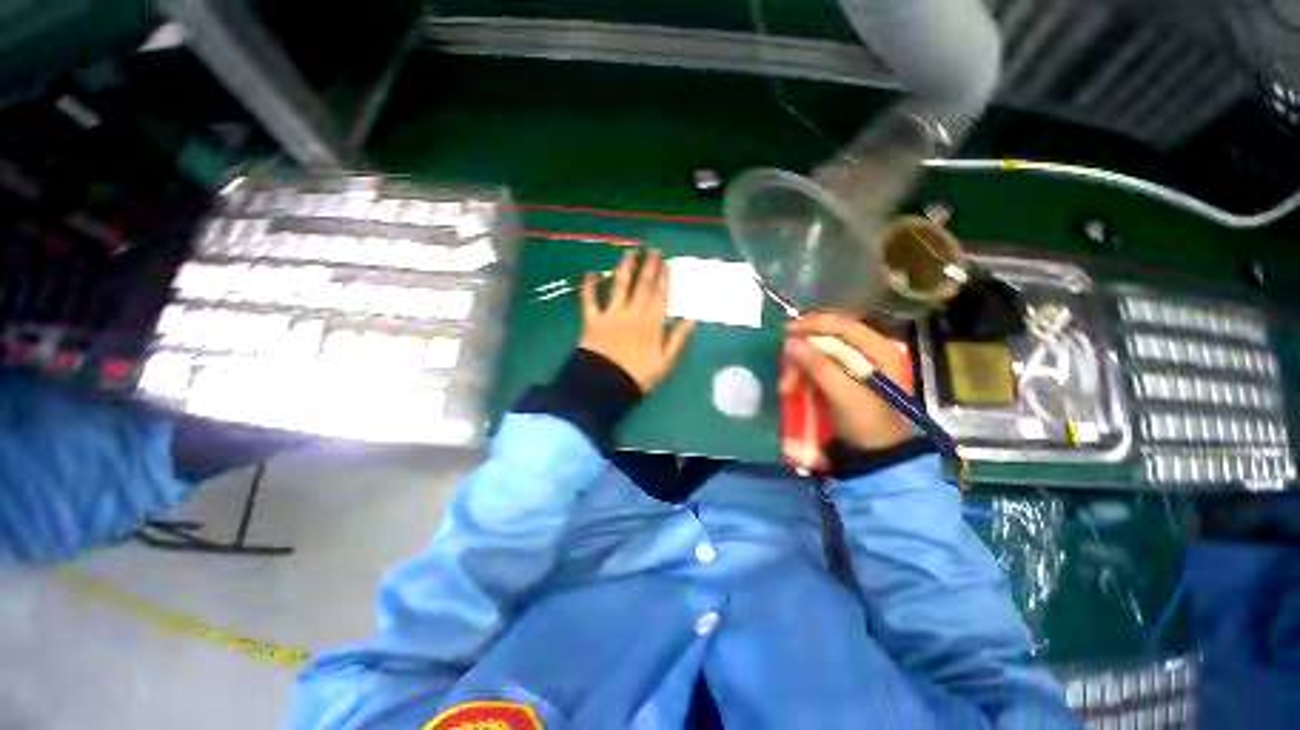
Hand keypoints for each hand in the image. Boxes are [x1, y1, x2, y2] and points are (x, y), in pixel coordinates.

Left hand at [579, 248, 695, 392]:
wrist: (605, 385)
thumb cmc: (638, 376)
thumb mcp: (666, 362)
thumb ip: (678, 339)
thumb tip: (692, 319)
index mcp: (652, 323)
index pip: (660, 296)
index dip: (664, 279)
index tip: (666, 263)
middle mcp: (633, 313)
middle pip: (643, 286)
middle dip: (649, 267)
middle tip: (653, 250)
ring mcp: (612, 314)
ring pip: (620, 287)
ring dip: (625, 268)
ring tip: (630, 252)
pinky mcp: (593, 320)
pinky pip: (589, 300)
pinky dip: (589, 287)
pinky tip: (591, 273)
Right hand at [783, 312, 911, 451]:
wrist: (879, 454)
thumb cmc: (869, 424)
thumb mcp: (845, 396)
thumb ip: (819, 367)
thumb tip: (790, 341)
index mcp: (879, 349)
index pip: (841, 324)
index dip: (811, 325)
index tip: (784, 332)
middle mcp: (868, 349)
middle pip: (827, 338)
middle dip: (801, 354)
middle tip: (784, 374)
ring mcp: (855, 362)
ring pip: (818, 352)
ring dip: (799, 367)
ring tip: (786, 388)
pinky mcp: (844, 374)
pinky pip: (817, 365)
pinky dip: (802, 374)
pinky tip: (792, 387)